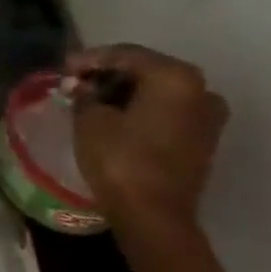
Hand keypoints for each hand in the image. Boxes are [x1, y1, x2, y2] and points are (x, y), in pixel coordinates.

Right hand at [65, 44, 227, 234]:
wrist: (154, 216)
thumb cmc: (120, 160)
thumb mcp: (90, 120)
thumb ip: (84, 94)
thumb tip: (82, 87)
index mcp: (175, 77)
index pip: (125, 54)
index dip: (89, 58)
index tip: (63, 68)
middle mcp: (201, 89)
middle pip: (146, 70)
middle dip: (108, 74)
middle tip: (76, 82)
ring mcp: (207, 116)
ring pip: (157, 92)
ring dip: (124, 93)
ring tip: (90, 101)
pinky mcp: (202, 140)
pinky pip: (167, 112)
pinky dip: (140, 109)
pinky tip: (113, 117)